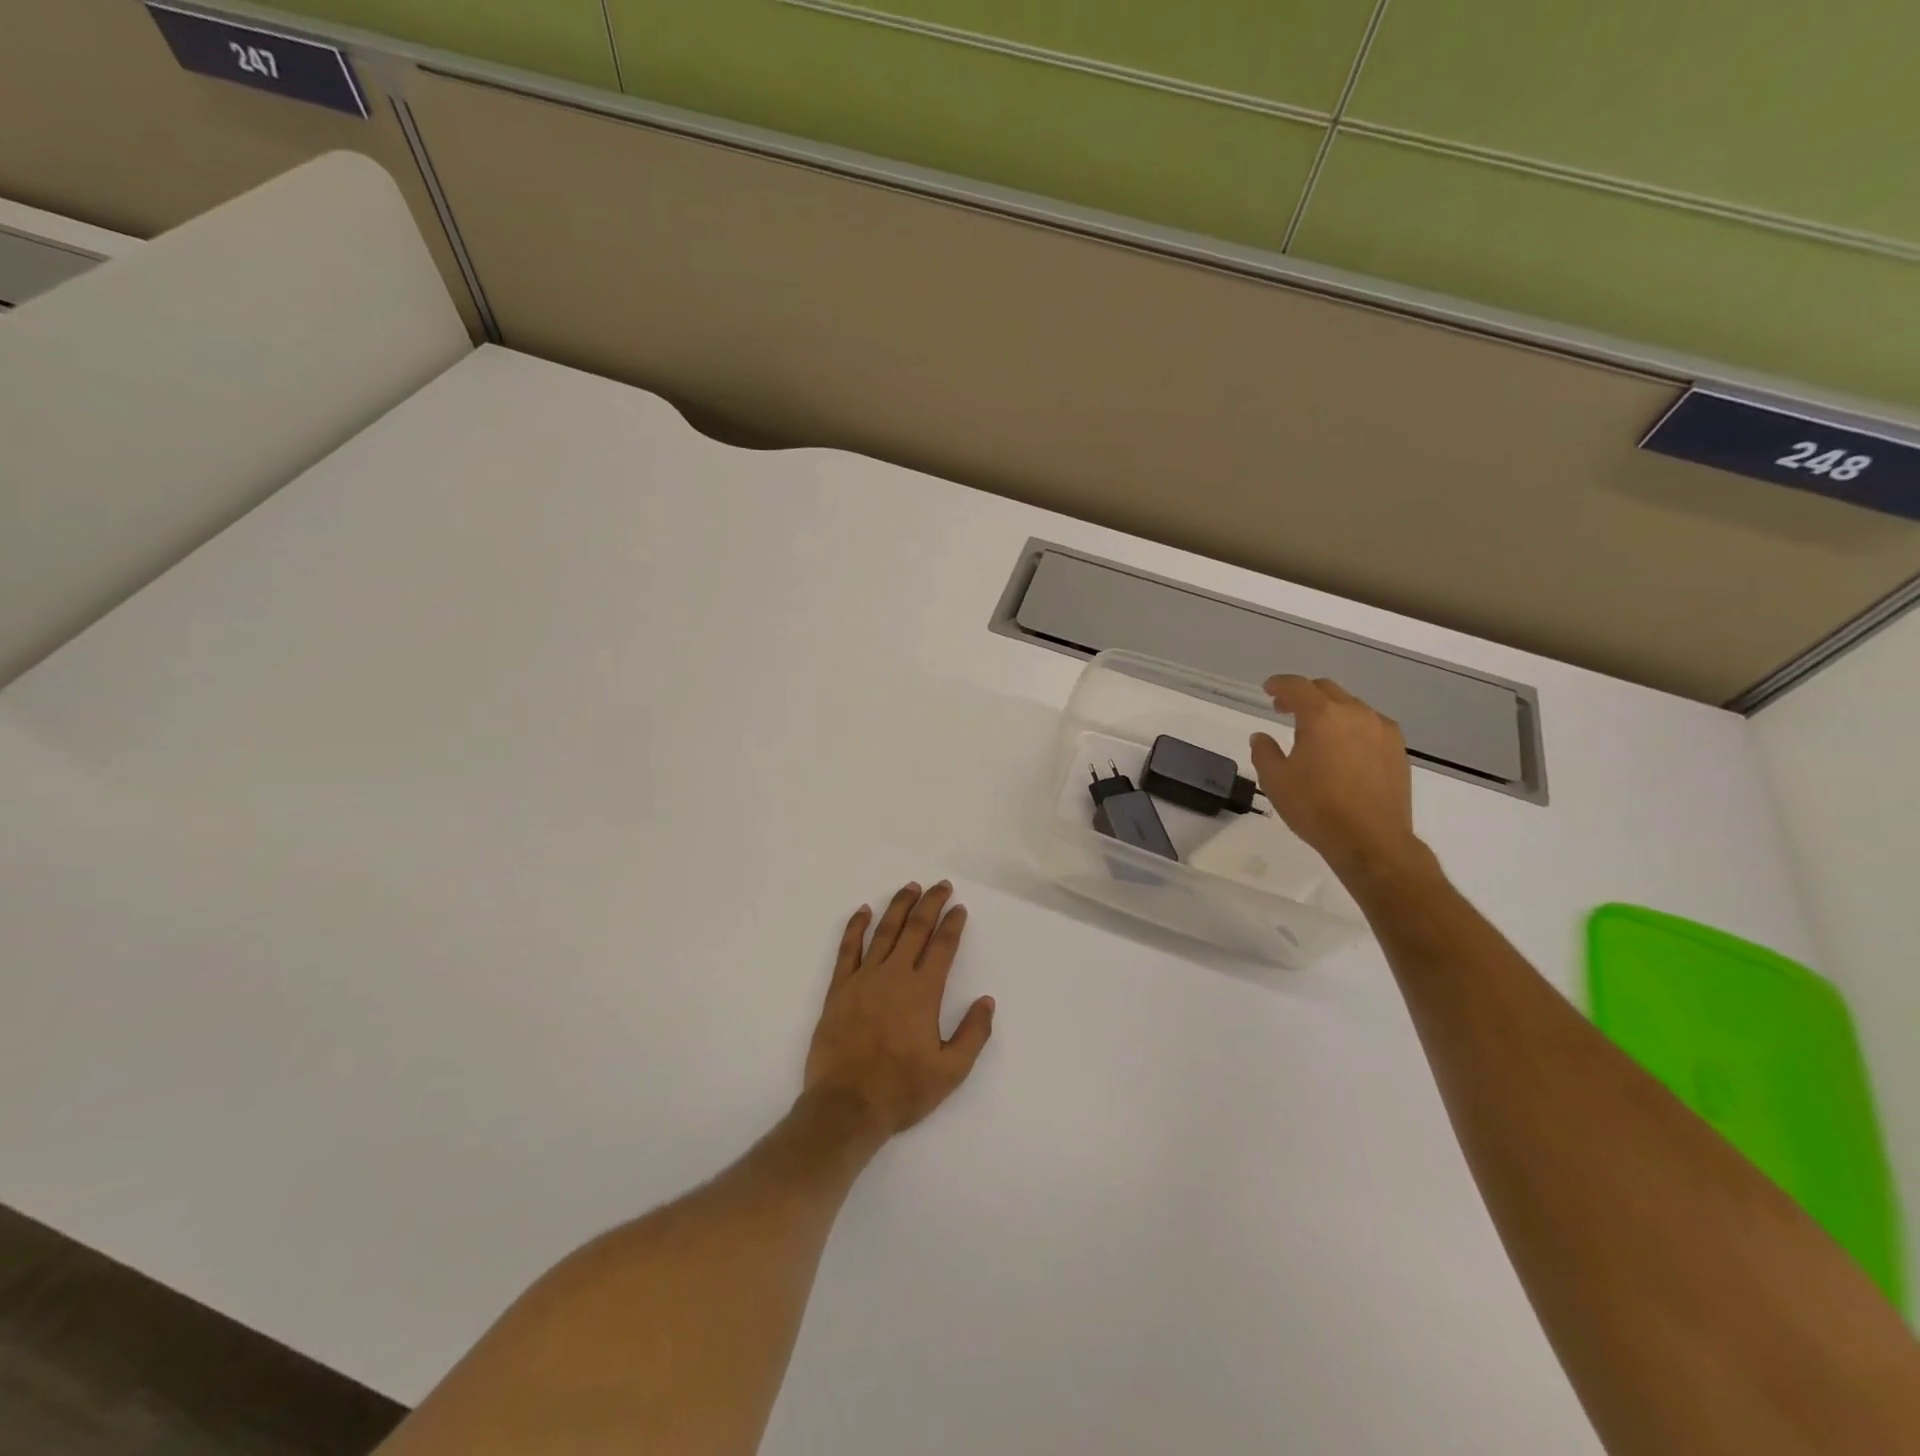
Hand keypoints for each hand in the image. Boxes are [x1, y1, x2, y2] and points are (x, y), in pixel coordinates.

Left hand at [803, 882, 995, 1139]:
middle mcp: (894, 975)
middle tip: (941, 886)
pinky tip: (862, 911)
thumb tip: (986, 1001)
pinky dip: (855, 927)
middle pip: (915, 929)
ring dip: (898, 906)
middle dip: (931, 904)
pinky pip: (847, 949)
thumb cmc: (902, 1090)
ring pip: (883, 931)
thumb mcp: (951, 1071)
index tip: (959, 908)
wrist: (846, 1106)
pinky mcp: (839, 989)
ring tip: (910, 888)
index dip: (953, 924)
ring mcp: (863, 979)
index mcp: (923, 992)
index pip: (942, 946)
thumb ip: (973, 1034)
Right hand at [1249, 675, 1424, 882]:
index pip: (1297, 686)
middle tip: (1285, 710)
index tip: (1268, 690)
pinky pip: (1370, 725)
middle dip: (1304, 695)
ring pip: (1351, 706)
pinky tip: (1343, 748)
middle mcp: (1356, 714)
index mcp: (1322, 716)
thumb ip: (1264, 752)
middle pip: (1326, 690)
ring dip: (1329, 711)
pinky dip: (1351, 726)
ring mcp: (1382, 730)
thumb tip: (1261, 736)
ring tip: (1316, 732)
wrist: (1371, 840)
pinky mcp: (1398, 749)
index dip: (1279, 684)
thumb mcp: (1275, 781)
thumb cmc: (1316, 808)